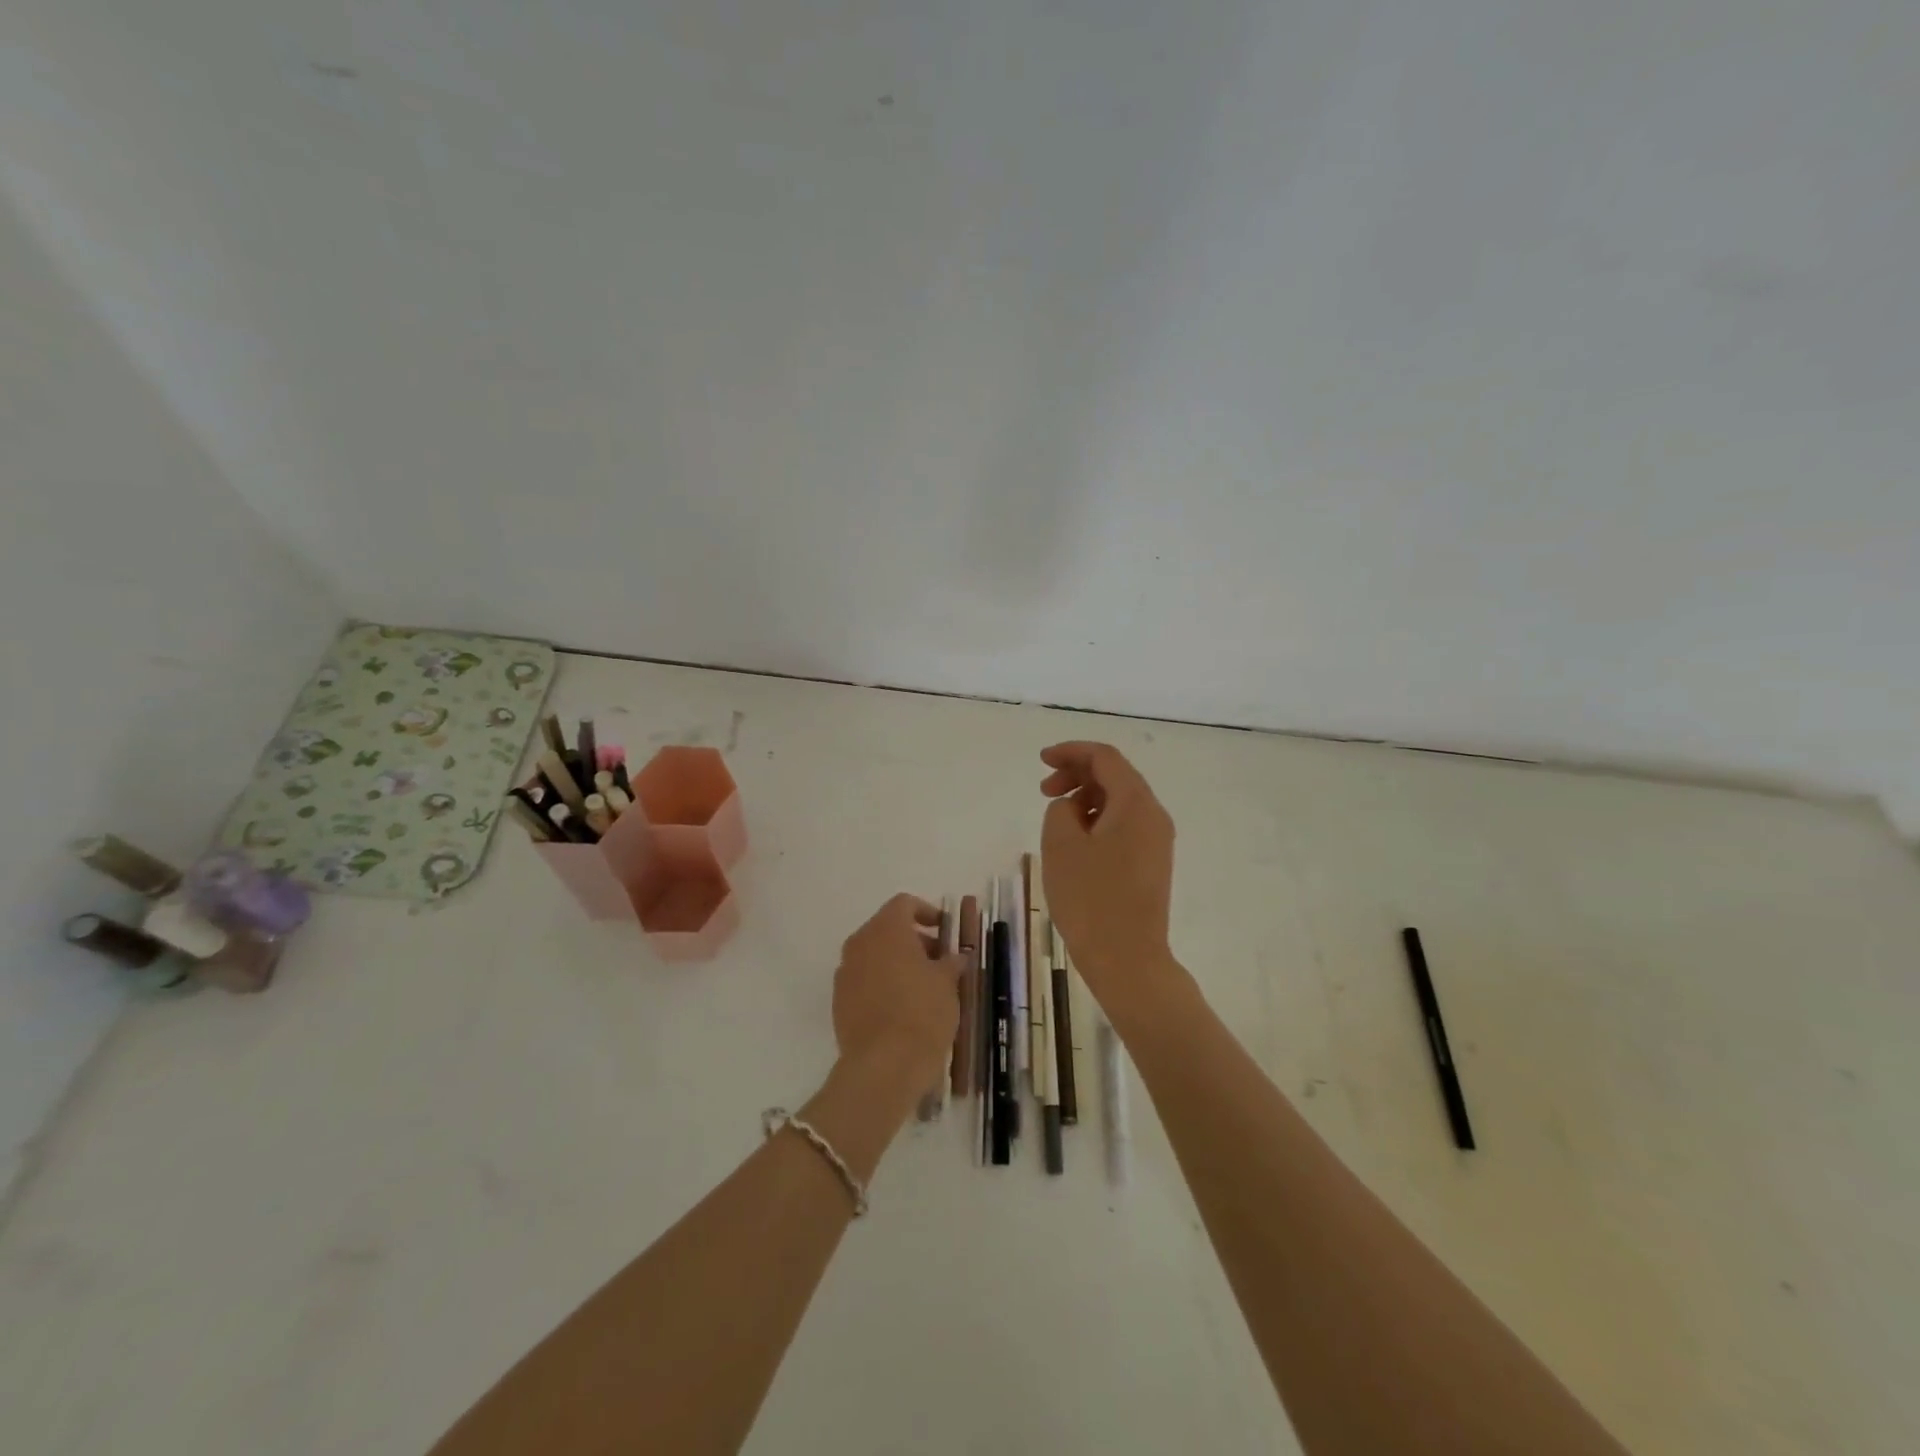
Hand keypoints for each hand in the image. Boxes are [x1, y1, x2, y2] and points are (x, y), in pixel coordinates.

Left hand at [832, 894, 963, 1091]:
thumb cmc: (922, 1013)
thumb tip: (955, 957)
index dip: (926, 912)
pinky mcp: (839, 1001)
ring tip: (922, 987)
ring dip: (896, 962)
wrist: (884, 1066)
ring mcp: (845, 972)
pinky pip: (863, 981)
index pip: (904, 904)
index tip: (943, 930)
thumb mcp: (948, 983)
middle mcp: (860, 943)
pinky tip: (901, 1008)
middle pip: (887, 929)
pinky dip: (881, 984)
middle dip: (914, 940)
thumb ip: (951, 962)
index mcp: (886, 929)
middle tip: (938, 962)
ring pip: (873, 955)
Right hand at [1039, 741, 1176, 1005]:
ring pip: (1120, 802)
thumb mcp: (1061, 844)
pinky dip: (1098, 820)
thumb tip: (1073, 807)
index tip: (1041, 760)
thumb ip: (1061, 809)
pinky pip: (1124, 825)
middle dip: (1077, 774)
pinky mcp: (1152, 863)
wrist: (1127, 959)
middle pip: (1116, 776)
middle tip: (1044, 791)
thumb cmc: (1090, 898)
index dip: (1071, 752)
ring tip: (1056, 818)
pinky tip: (1076, 841)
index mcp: (1136, 803)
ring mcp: (1157, 841)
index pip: (1105, 758)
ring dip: (1086, 798)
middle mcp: (1154, 815)